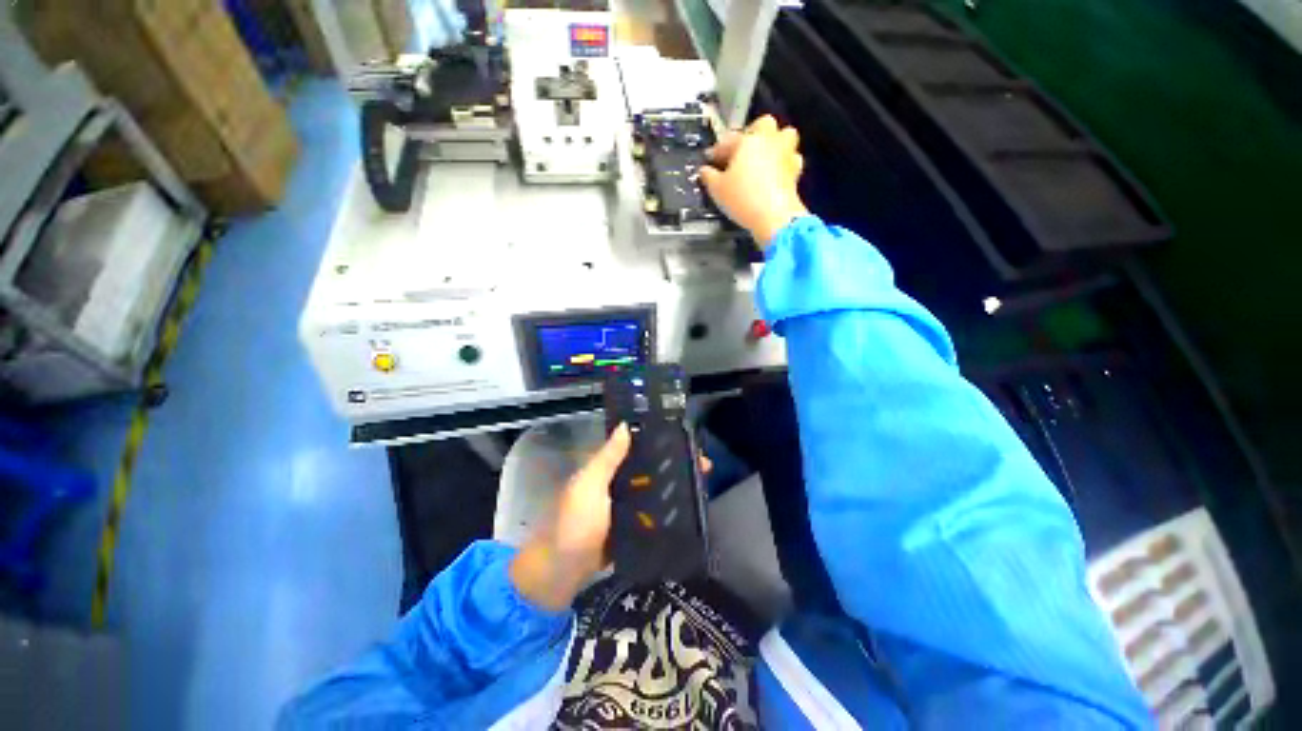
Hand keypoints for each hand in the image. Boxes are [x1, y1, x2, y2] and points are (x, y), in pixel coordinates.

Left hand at [509, 425, 712, 610]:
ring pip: (655, 489)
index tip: (686, 439)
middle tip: (705, 466)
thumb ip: (608, 458)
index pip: (638, 447)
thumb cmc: (574, 523)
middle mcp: (619, 482)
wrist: (562, 574)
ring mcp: (626, 506)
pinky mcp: (632, 527)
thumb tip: (626, 425)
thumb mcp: (589, 486)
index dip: (660, 441)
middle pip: (652, 467)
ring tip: (704, 483)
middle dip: (676, 464)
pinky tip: (689, 508)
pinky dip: (669, 509)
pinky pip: (653, 513)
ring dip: (676, 486)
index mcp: (607, 468)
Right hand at [700, 115, 809, 247]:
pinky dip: (783, 163)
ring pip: (784, 136)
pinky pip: (791, 159)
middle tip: (742, 150)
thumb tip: (704, 170)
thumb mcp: (717, 189)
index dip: (717, 150)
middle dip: (754, 133)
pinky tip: (775, 174)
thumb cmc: (742, 198)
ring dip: (774, 143)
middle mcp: (769, 141)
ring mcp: (786, 154)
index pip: (729, 140)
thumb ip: (708, 176)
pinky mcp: (796, 171)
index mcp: (748, 140)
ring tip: (763, 158)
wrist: (774, 216)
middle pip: (764, 124)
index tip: (710, 159)